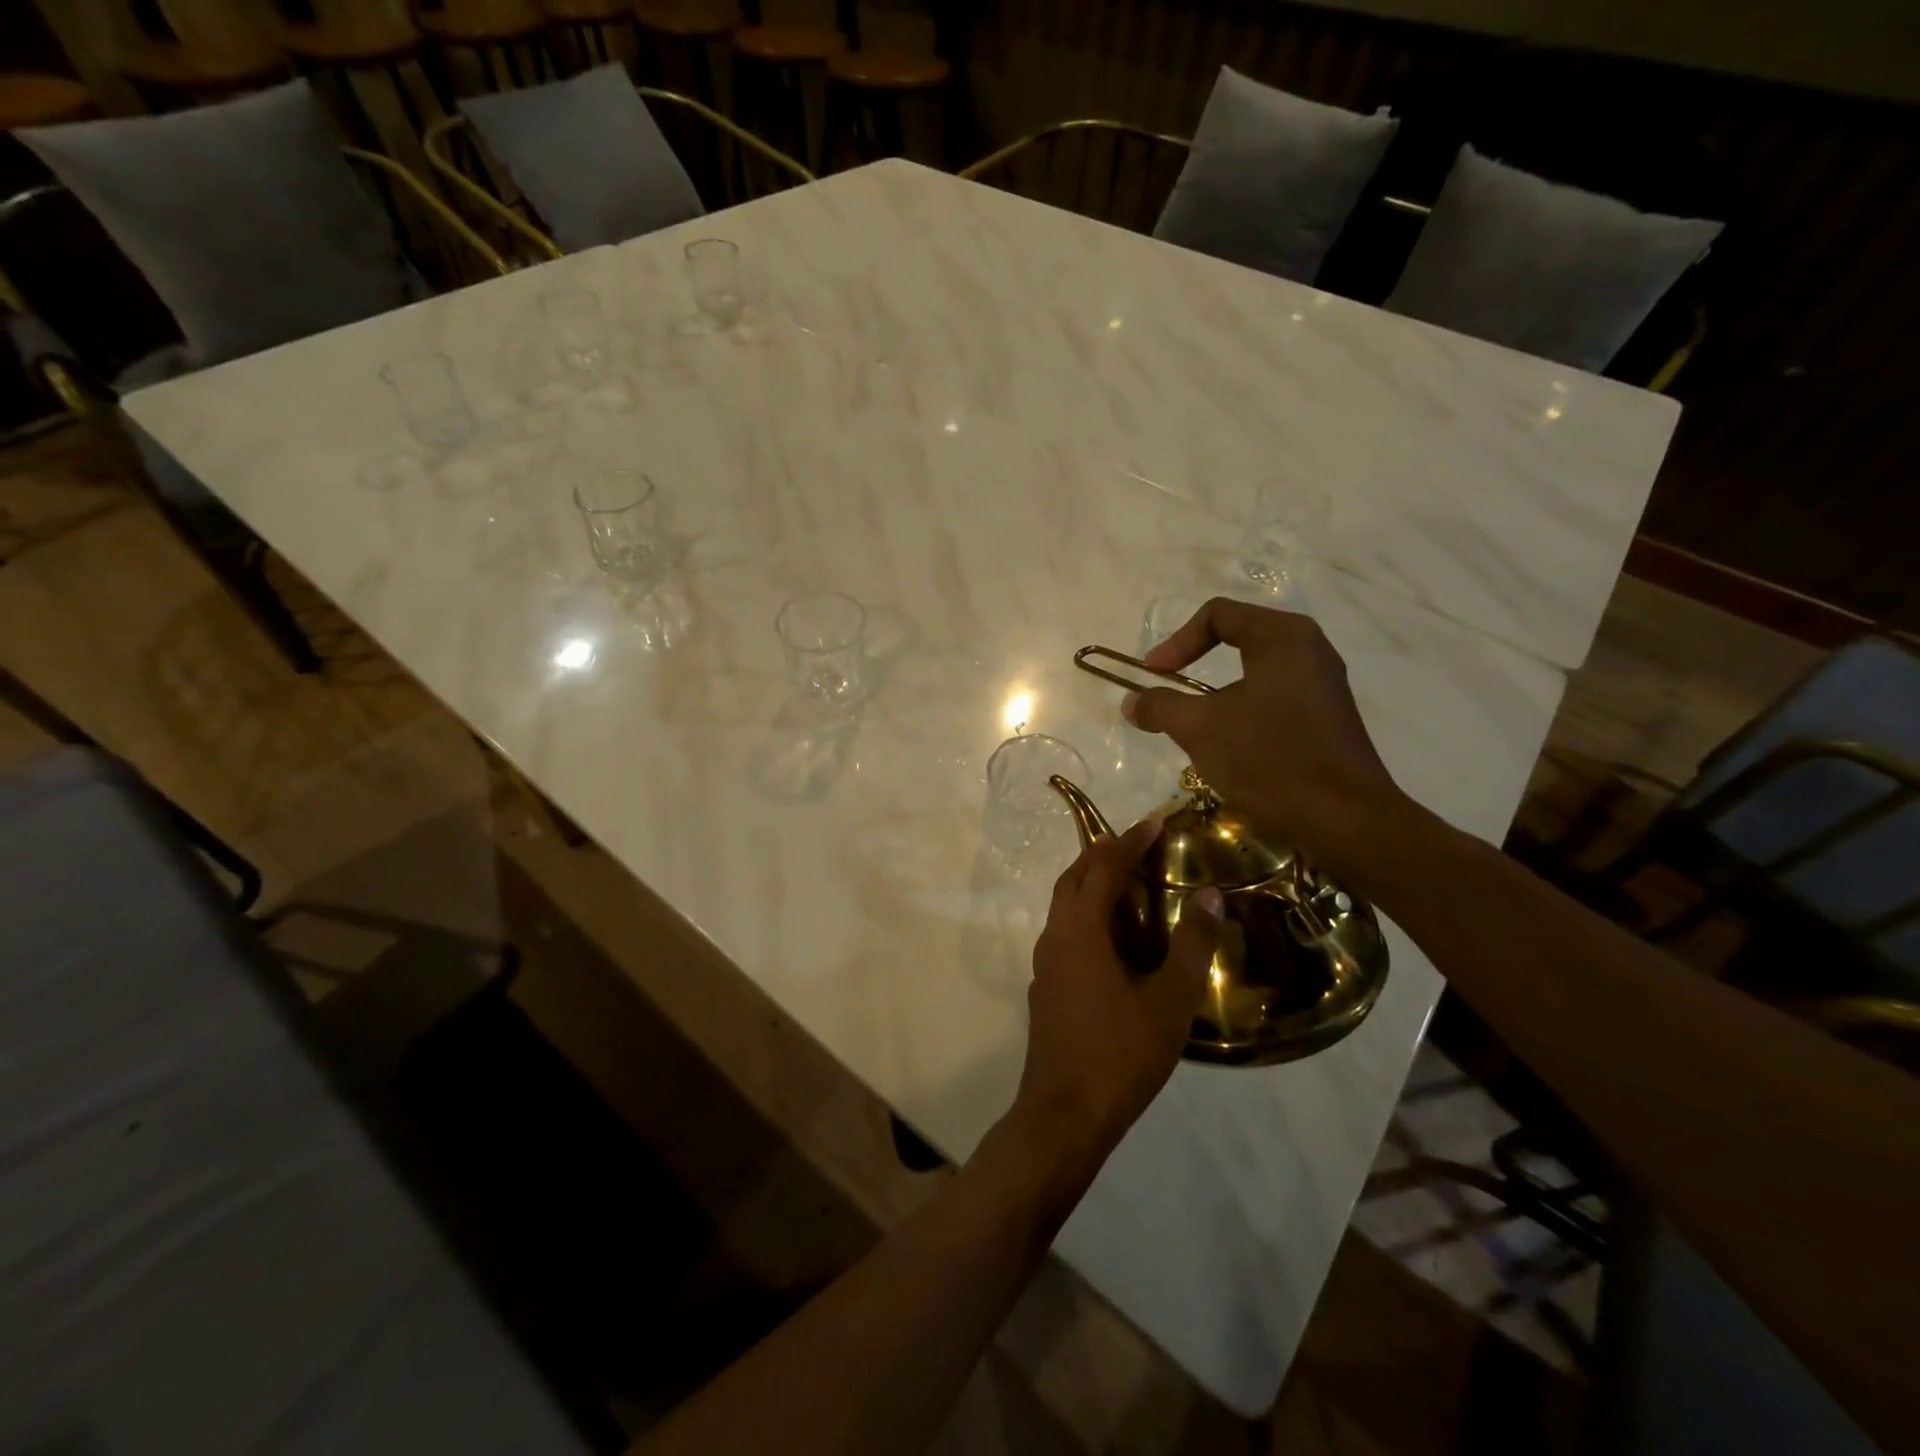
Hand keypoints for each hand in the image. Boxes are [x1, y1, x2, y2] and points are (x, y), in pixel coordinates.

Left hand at [1013, 816, 1223, 1175]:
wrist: (1065, 1112)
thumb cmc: (1121, 1053)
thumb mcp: (1170, 999)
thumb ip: (1192, 944)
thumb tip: (1210, 895)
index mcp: (1081, 929)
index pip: (1105, 867)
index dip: (1130, 840)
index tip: (1156, 821)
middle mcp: (1055, 935)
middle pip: (1075, 877)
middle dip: (1104, 853)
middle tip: (1140, 843)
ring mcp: (1046, 962)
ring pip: (1065, 904)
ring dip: (1093, 883)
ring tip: (1131, 882)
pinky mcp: (1046, 985)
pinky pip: (1066, 931)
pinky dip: (1088, 914)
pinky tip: (1115, 937)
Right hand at [1124, 597, 1407, 881]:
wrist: (1344, 818)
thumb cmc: (1269, 759)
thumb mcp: (1200, 729)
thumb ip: (1160, 706)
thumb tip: (1131, 702)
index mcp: (1282, 636)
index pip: (1217, 615)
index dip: (1175, 642)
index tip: (1153, 675)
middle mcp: (1309, 648)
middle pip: (1238, 637)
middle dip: (1196, 661)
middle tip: (1169, 689)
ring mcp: (1324, 682)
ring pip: (1256, 669)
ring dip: (1217, 691)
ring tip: (1194, 721)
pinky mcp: (1328, 714)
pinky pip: (1275, 694)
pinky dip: (1244, 707)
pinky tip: (1231, 743)